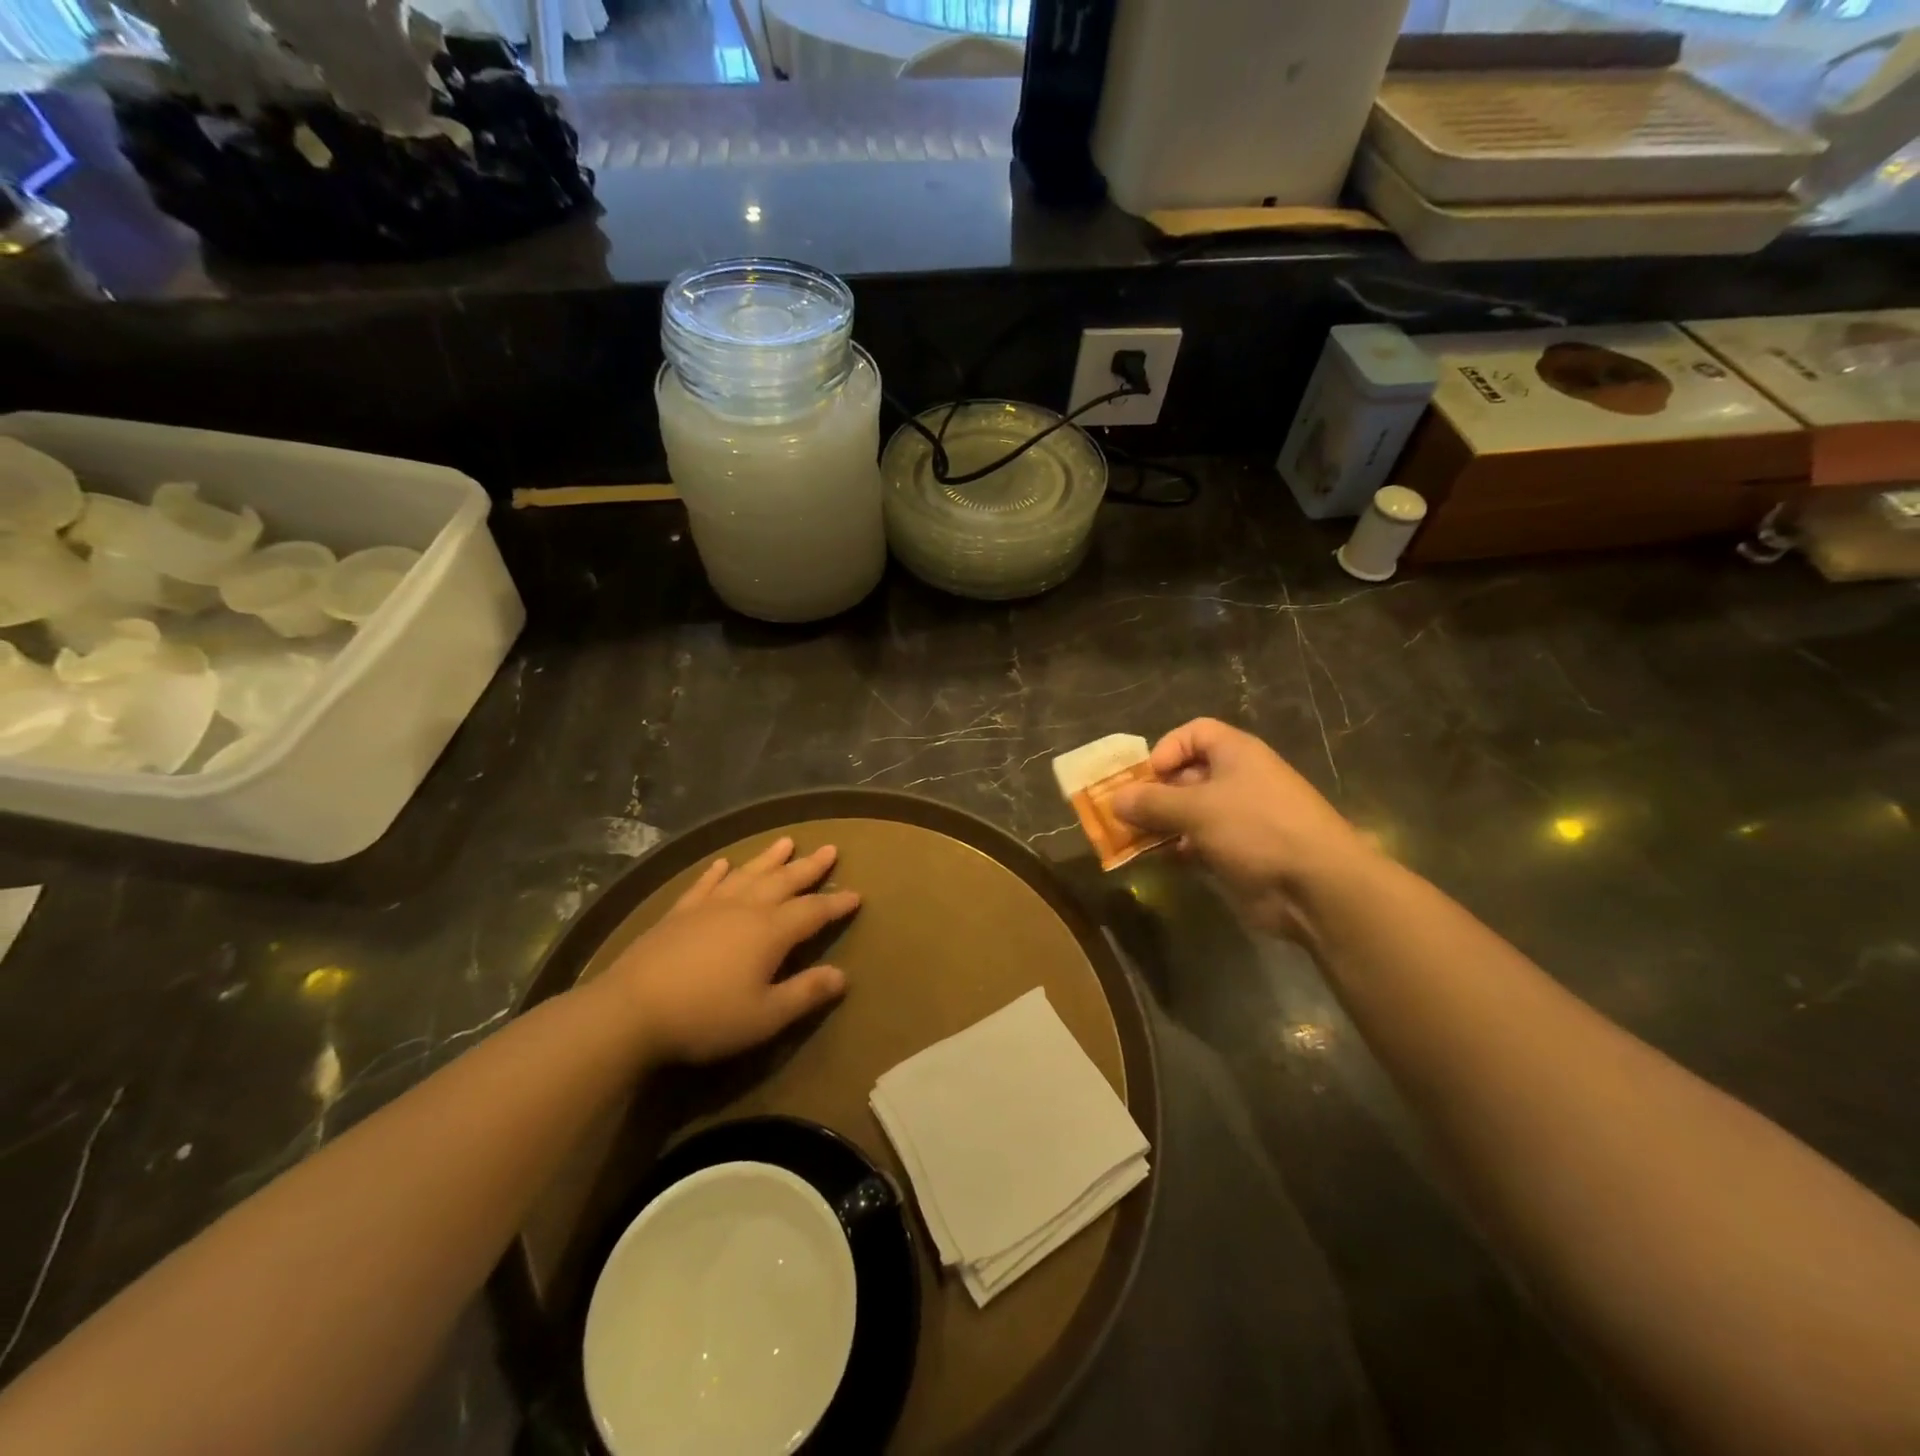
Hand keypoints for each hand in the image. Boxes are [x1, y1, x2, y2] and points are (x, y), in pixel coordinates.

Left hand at [596, 837, 859, 1066]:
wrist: (631, 1010)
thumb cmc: (706, 1016)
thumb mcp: (765, 1016)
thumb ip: (805, 993)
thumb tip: (843, 975)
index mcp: (770, 932)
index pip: (813, 912)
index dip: (836, 904)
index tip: (857, 895)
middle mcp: (745, 909)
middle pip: (784, 882)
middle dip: (810, 868)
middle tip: (830, 849)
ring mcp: (709, 907)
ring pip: (748, 875)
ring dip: (769, 859)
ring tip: (787, 841)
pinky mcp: (679, 914)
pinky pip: (704, 885)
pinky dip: (716, 872)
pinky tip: (723, 863)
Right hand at [1109, 718, 1373, 938]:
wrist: (1317, 887)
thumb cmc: (1257, 829)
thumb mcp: (1197, 809)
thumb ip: (1152, 802)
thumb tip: (1115, 800)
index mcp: (1236, 754)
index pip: (1195, 733)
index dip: (1167, 748)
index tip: (1148, 776)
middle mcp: (1238, 780)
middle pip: (1186, 775)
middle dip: (1153, 792)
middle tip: (1123, 814)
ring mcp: (1239, 819)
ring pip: (1189, 813)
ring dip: (1159, 824)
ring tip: (1131, 840)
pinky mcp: (1239, 853)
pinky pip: (1198, 843)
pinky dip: (1177, 849)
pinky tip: (1158, 861)